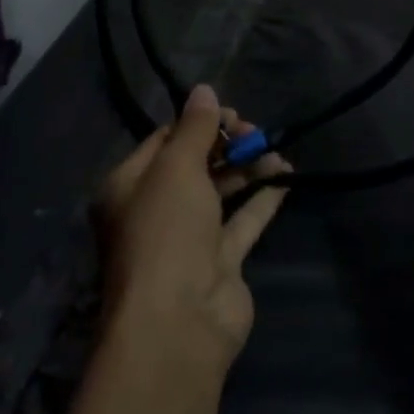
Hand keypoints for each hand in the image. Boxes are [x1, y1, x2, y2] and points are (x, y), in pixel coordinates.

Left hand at [93, 84, 290, 370]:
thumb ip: (196, 127)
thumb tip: (204, 89)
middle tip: (255, 132)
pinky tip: (285, 176)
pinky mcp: (219, 264)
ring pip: (220, 191)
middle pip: (194, 164)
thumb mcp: (177, 166)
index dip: (198, 123)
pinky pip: (242, 220)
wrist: (179, 323)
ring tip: (274, 150)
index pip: (164, 140)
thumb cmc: (166, 230)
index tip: (231, 114)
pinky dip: (262, 198)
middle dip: (226, 145)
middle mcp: (154, 211)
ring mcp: (188, 240)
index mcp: (128, 187)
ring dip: (247, 168)